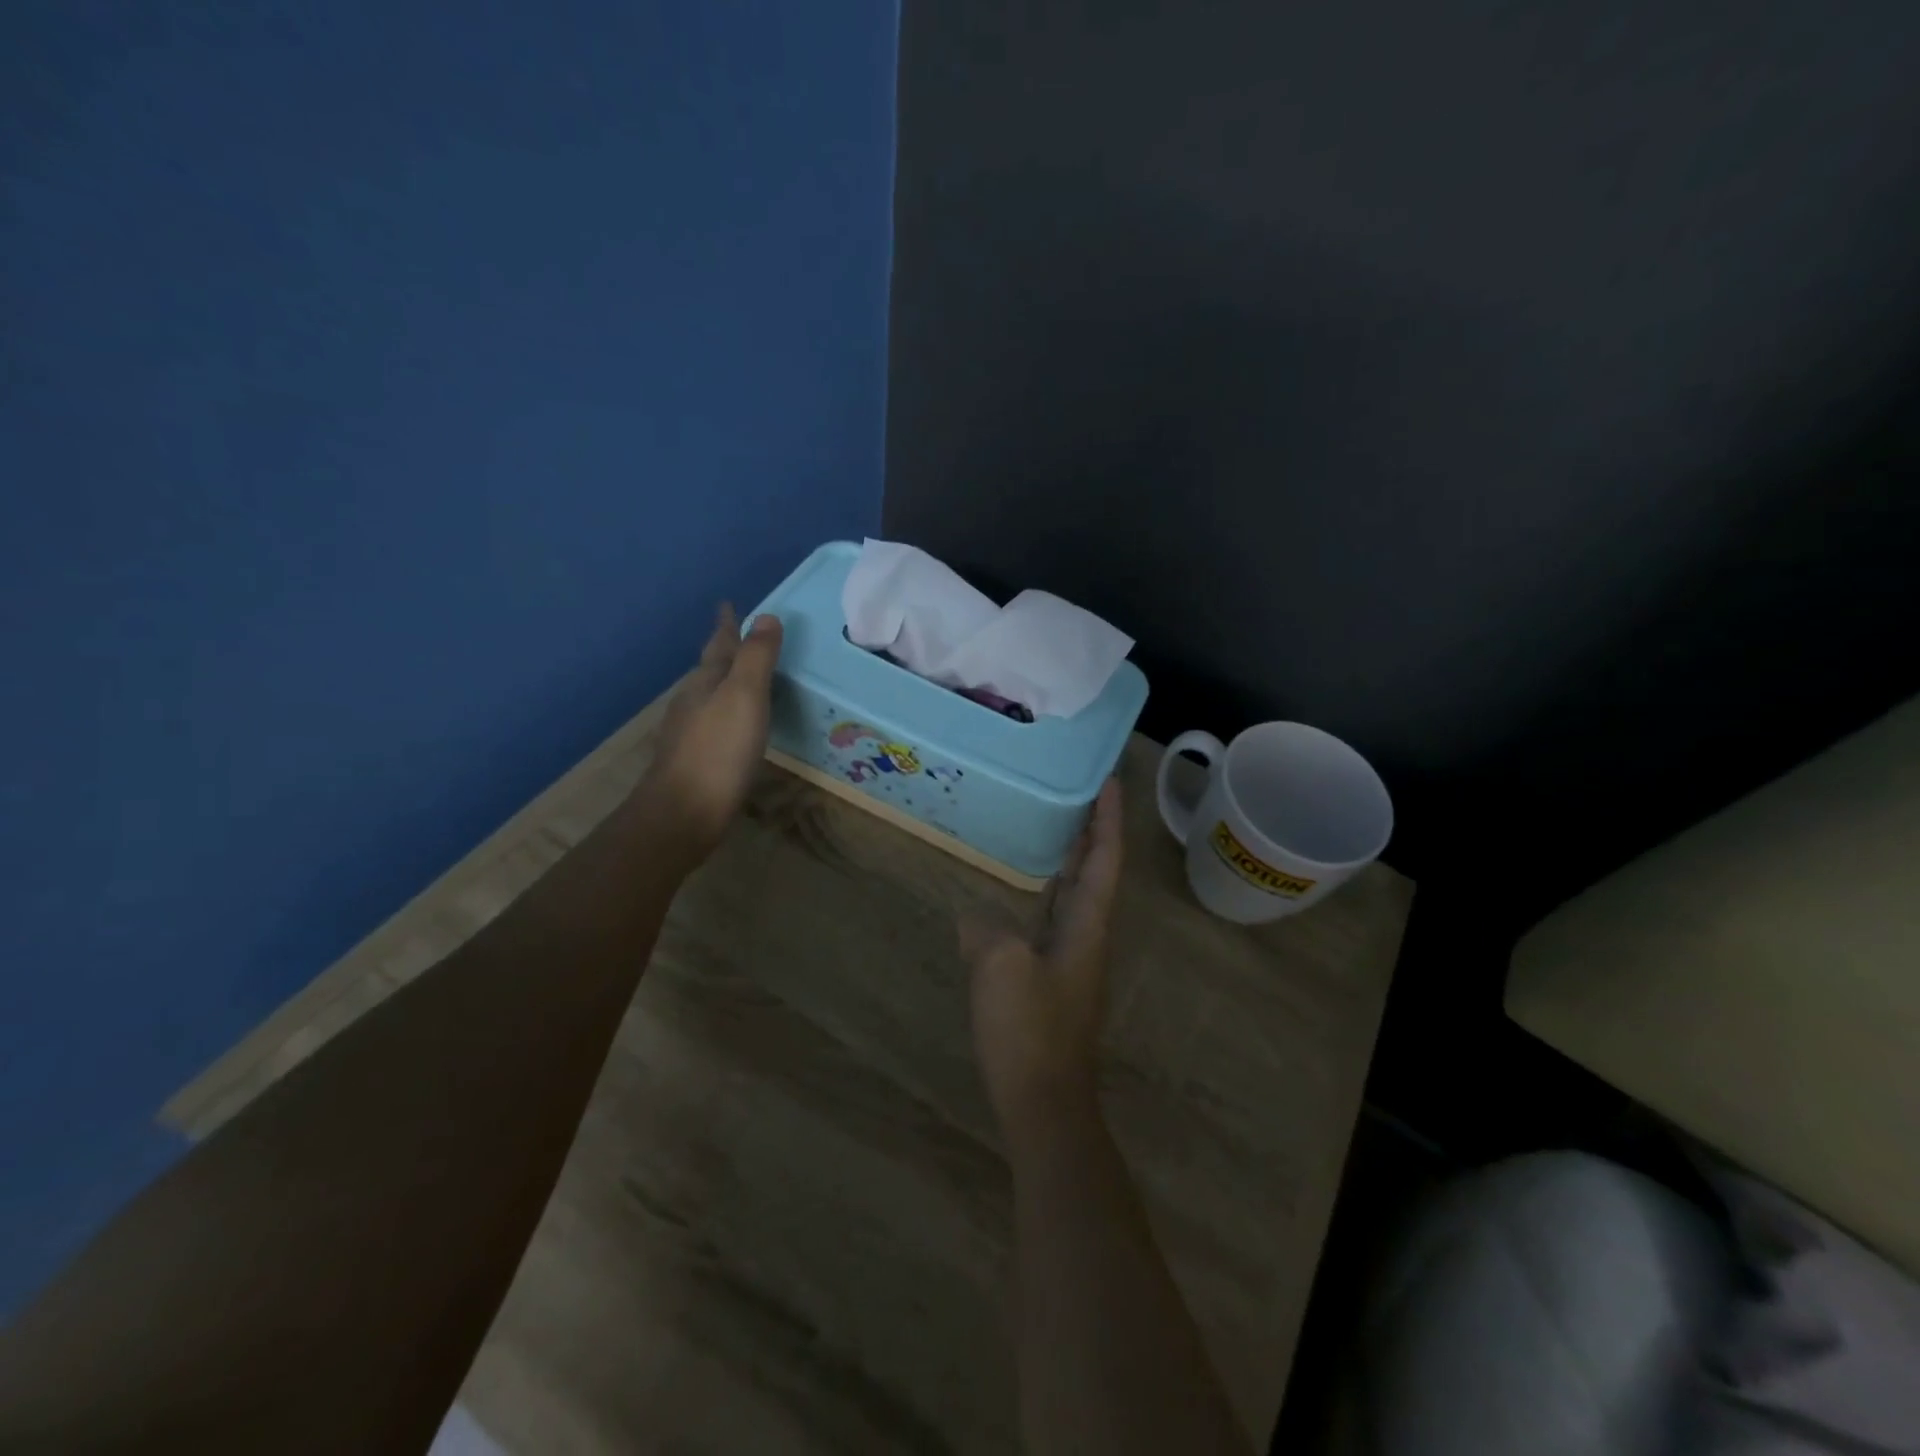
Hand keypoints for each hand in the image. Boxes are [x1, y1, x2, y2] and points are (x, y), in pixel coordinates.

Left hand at [636, 604, 782, 863]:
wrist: (683, 813)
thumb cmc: (719, 751)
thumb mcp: (745, 697)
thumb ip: (757, 658)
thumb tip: (766, 616)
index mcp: (706, 683)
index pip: (719, 644)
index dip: (726, 624)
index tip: (726, 603)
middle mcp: (693, 702)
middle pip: (711, 668)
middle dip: (725, 651)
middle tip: (740, 636)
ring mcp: (690, 733)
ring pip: (710, 696)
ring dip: (726, 682)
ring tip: (743, 678)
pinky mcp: (695, 760)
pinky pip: (715, 723)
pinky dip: (728, 713)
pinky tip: (736, 727)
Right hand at [962, 779, 1123, 1142]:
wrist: (1043, 1102)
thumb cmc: (1029, 1029)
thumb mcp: (999, 966)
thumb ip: (987, 929)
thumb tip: (975, 917)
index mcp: (1088, 926)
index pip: (1104, 860)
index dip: (1108, 819)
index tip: (1112, 781)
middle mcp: (1088, 938)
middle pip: (1095, 874)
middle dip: (1091, 833)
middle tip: (1079, 794)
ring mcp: (1072, 963)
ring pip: (1075, 898)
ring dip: (1070, 862)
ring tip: (1054, 830)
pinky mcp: (1053, 983)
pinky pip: (1052, 923)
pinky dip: (1045, 895)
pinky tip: (1020, 895)